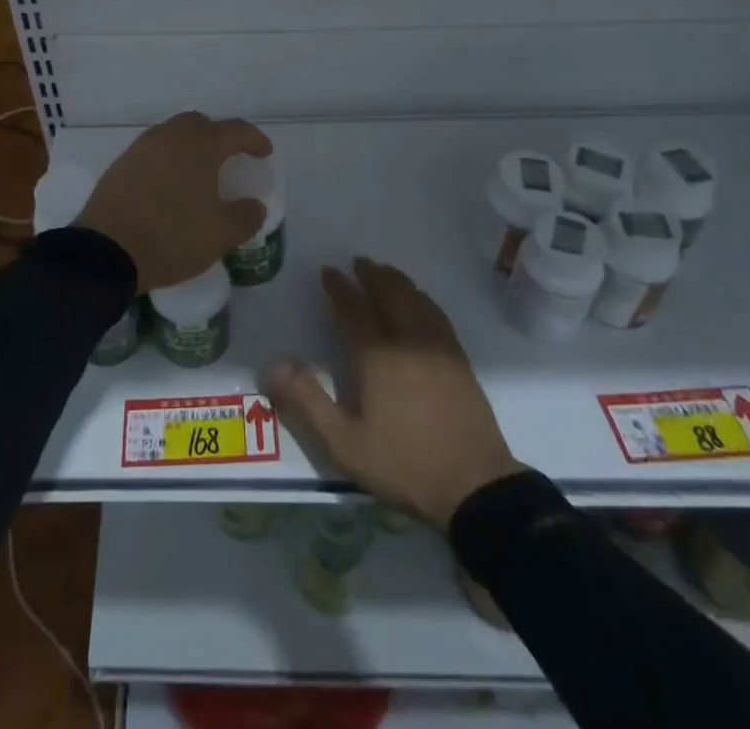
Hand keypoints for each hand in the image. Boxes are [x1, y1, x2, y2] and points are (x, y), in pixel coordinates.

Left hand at [75, 112, 271, 291]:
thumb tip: (254, 205)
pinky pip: (152, 152)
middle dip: (218, 136)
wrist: (106, 252)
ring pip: (172, 134)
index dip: (254, 140)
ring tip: (198, 172)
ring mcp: (141, 148)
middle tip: (228, 158)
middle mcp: (170, 136)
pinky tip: (168, 185)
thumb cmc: (172, 237)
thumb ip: (245, 216)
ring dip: (189, 146)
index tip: (264, 153)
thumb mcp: (220, 234)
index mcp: (200, 146)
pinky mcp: (120, 165)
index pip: (235, 130)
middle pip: (200, 124)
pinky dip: (167, 160)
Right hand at [265, 258, 524, 529]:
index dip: (339, 287)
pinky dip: (421, 297)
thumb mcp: (345, 443)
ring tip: (384, 272)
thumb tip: (273, 364)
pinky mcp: (459, 359)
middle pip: (389, 293)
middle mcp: (408, 340)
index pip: (353, 309)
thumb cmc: (404, 463)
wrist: (476, 487)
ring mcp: (438, 347)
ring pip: (415, 299)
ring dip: (397, 281)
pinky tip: (419, 301)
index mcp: (377, 355)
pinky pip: (436, 313)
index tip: (328, 271)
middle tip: (358, 262)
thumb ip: (307, 401)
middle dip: (371, 275)